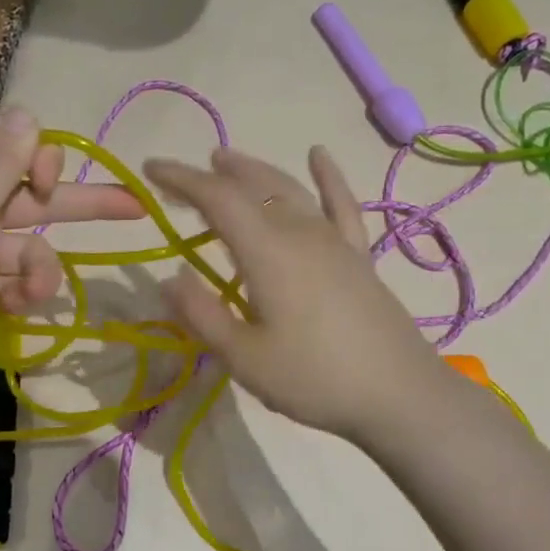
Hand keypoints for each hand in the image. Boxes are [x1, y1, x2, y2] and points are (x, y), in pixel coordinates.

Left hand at [0, 109, 143, 396]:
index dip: (39, 155)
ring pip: (30, 249)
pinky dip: (19, 295)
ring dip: (39, 269)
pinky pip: (13, 285)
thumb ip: (1, 161)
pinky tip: (13, 307)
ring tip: (30, 292)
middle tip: (135, 208)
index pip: (8, 144)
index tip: (48, 179)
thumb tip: (28, 111)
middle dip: (80, 203)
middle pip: (33, 197)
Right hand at [144, 146, 453, 446]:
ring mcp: (334, 240)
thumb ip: (203, 316)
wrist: (400, 395)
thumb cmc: (315, 379)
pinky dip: (328, 177)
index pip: (217, 199)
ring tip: (226, 158)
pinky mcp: (358, 255)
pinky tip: (318, 155)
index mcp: (267, 252)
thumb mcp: (245, 358)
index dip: (181, 179)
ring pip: (288, 189)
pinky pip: (341, 204)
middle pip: (251, 187)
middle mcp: (300, 232)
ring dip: (254, 169)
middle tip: (180, 176)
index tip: (149, 170)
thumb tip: (170, 278)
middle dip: (211, 175)